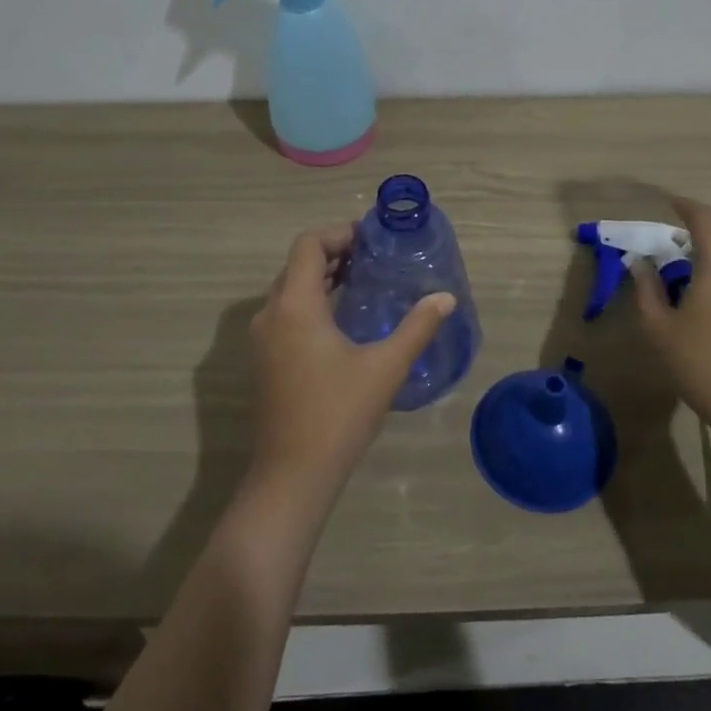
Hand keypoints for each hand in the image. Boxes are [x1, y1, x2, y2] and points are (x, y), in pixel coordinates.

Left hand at [245, 223, 455, 502]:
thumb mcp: (386, 367)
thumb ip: (417, 327)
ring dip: (323, 279)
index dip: (339, 234)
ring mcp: (264, 340)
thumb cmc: (339, 414)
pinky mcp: (266, 360)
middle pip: (298, 264)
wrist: (292, 476)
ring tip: (363, 282)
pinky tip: (344, 321)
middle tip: (374, 258)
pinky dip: (313, 303)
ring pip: (291, 290)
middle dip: (334, 254)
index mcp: (295, 306)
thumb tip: (446, 298)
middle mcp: (272, 314)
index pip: (308, 245)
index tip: (371, 239)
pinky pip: (287, 313)